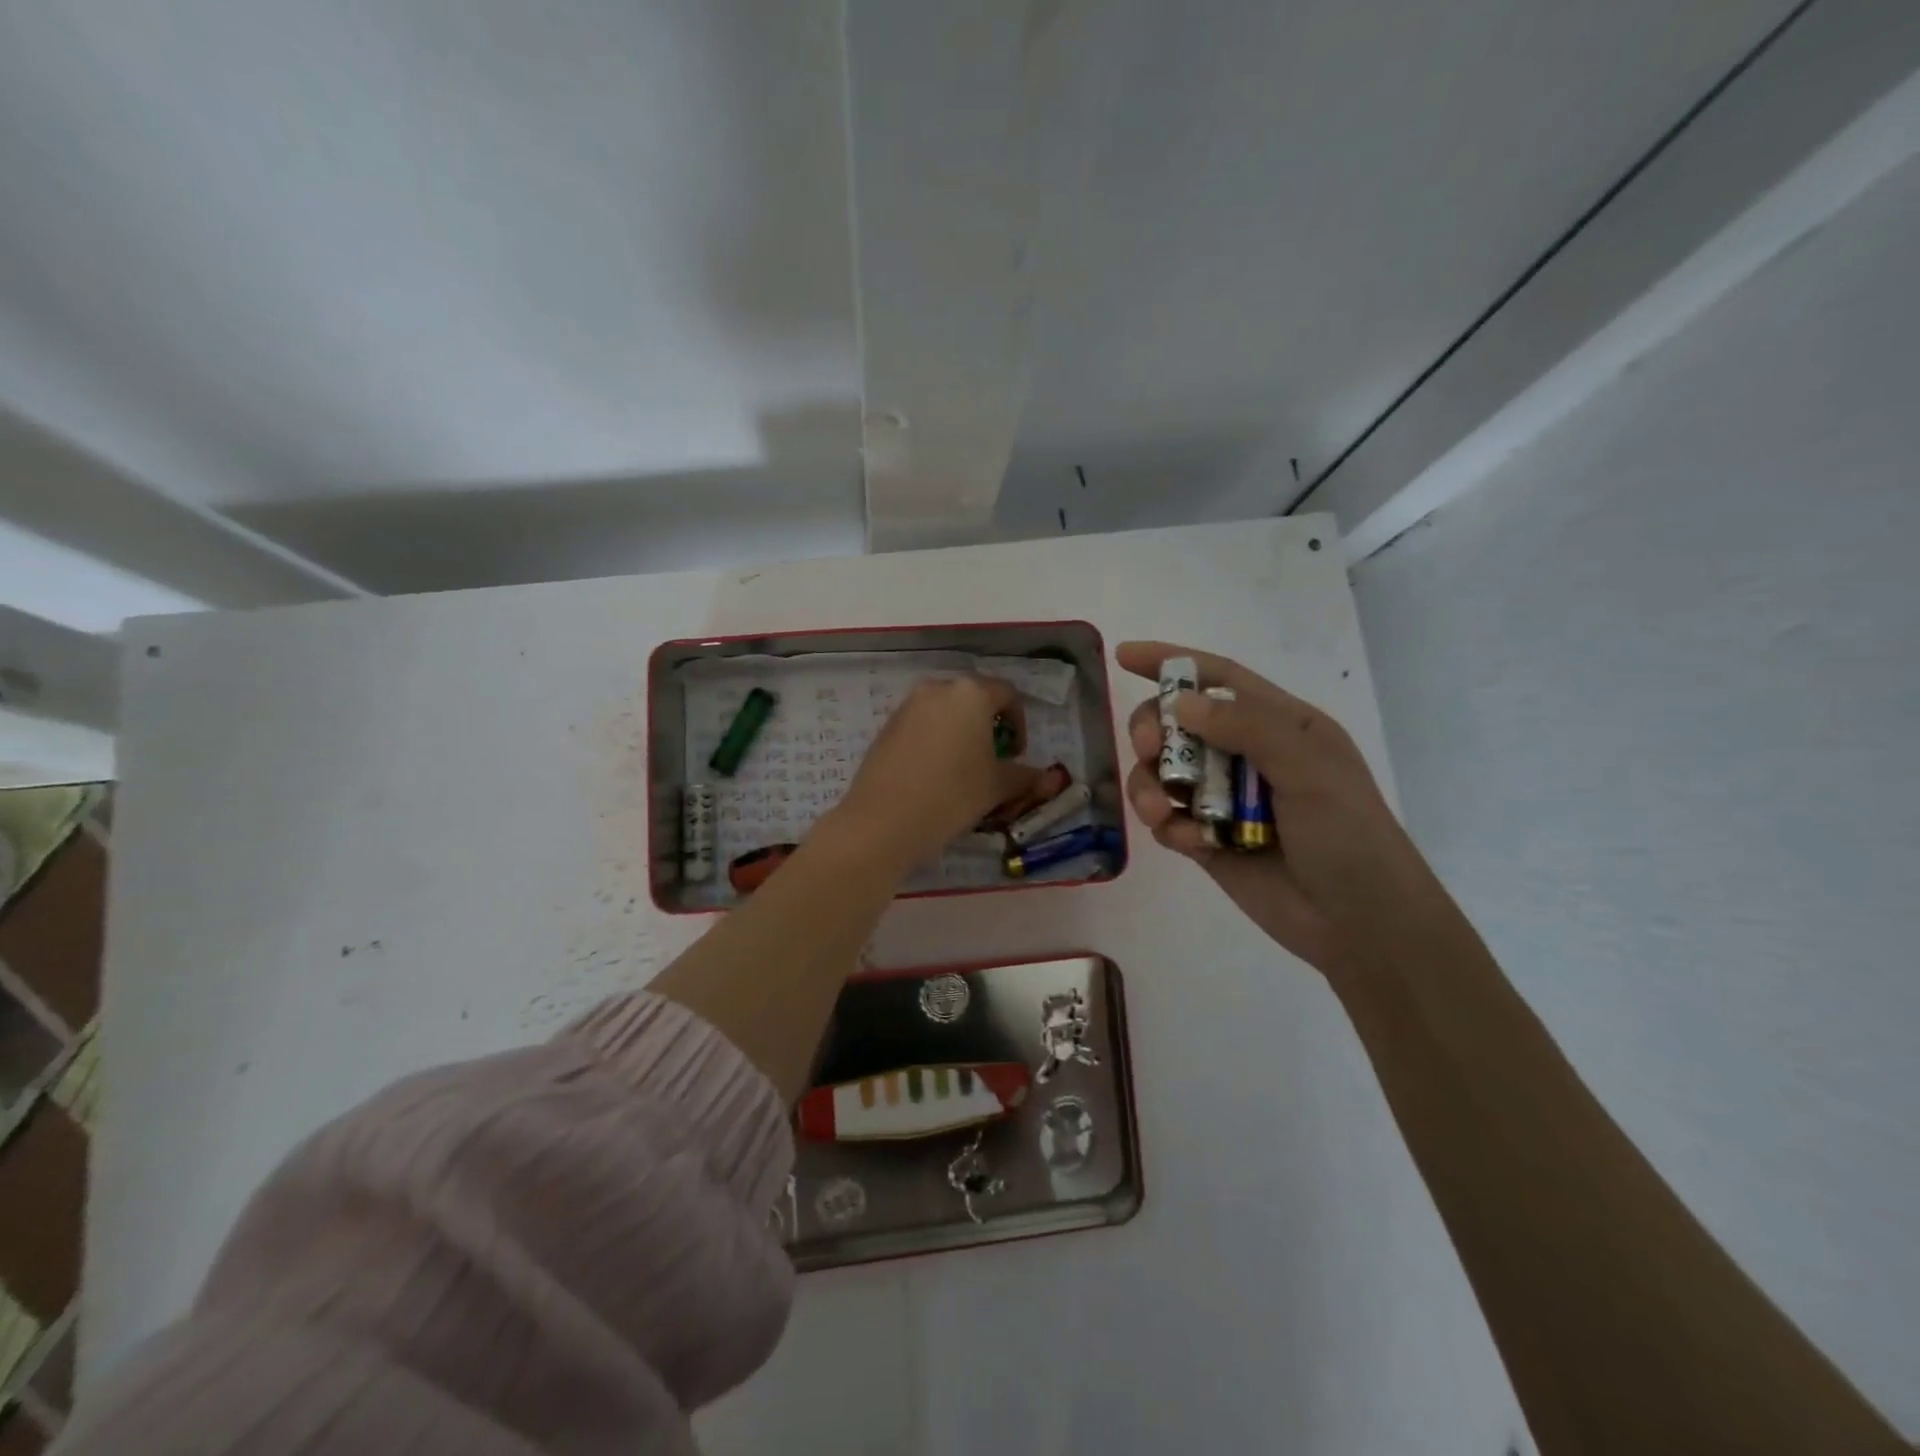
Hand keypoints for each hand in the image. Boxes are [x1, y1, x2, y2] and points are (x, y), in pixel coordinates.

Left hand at [831, 676, 1040, 869]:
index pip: (1007, 694)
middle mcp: (937, 689)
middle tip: (992, 760)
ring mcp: (907, 706)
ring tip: (963, 769)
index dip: (1019, 723)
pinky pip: (921, 726)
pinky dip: (934, 741)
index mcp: (971, 694)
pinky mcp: (886, 727)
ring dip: (960, 732)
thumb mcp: (997, 787)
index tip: (1016, 755)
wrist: (884, 821)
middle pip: (973, 699)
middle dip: (988, 725)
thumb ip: (1026, 777)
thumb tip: (1049, 779)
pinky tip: (933, 775)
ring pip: (944, 712)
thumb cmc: (953, 795)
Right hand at [1117, 640, 1439, 973]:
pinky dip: (1167, 825)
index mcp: (1279, 725)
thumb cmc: (1347, 833)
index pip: (1217, 679)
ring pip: (1163, 774)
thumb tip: (1180, 703)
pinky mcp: (1206, 840)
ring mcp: (1223, 799)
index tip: (1124, 655)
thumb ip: (1247, 727)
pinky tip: (1189, 843)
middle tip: (1148, 749)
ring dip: (1151, 785)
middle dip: (1154, 731)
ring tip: (1161, 812)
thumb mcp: (1308, 768)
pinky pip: (1167, 819)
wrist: (1358, 922)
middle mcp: (1246, 755)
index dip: (1171, 663)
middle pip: (1178, 725)